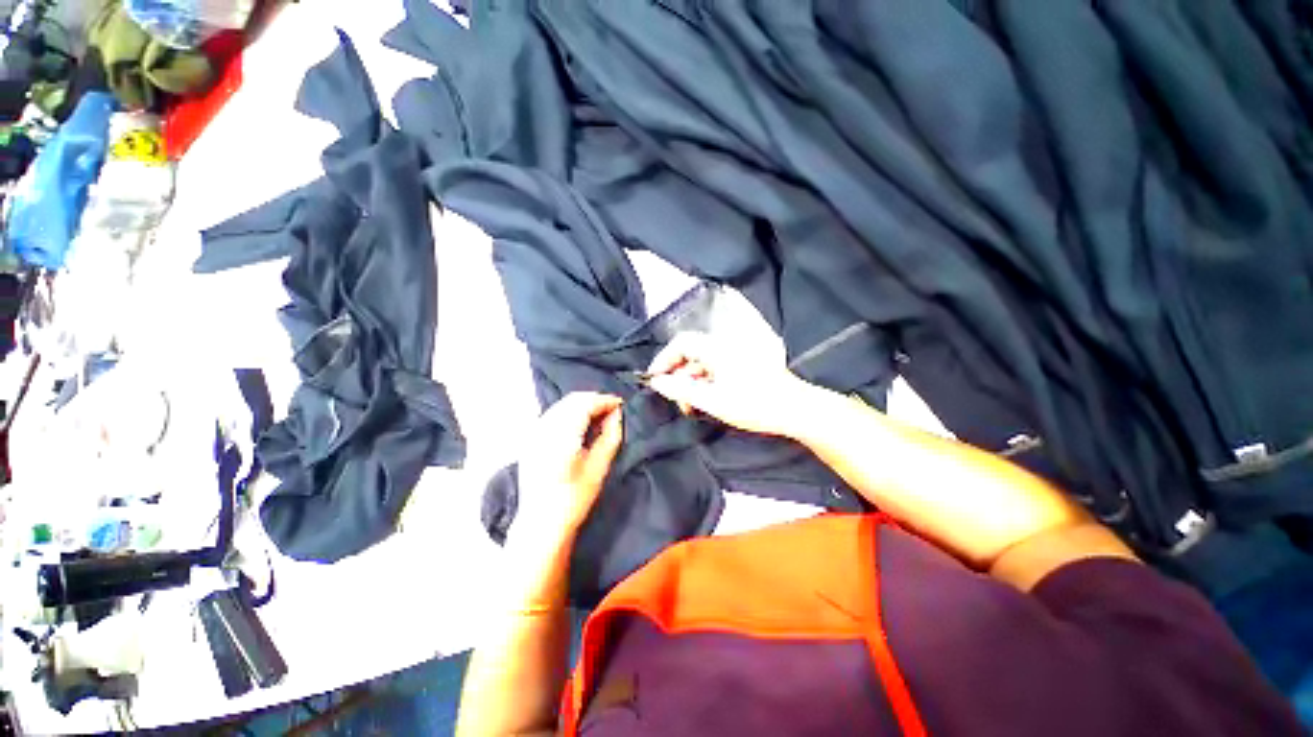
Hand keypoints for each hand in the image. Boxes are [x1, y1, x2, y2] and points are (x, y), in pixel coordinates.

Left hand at [512, 392, 623, 554]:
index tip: (620, 405)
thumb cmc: (574, 499)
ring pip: (561, 405)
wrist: (540, 523)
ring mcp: (534, 432)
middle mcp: (544, 428)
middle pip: (572, 400)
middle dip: (594, 400)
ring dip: (581, 405)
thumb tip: (617, 414)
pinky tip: (579, 424)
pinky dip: (569, 412)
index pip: (585, 403)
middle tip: (612, 410)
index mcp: (562, 436)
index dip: (604, 400)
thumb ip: (610, 436)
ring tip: (599, 416)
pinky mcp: (530, 439)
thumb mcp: (598, 468)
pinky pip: (552, 414)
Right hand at [646, 332, 815, 436]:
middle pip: (691, 353)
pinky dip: (705, 381)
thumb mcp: (712, 400)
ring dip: (691, 381)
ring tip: (690, 405)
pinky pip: (715, 368)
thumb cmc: (753, 405)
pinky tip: (706, 399)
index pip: (681, 343)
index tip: (655, 380)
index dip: (664, 359)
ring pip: (702, 362)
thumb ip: (681, 390)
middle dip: (678, 374)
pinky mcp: (741, 364)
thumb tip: (657, 382)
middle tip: (675, 398)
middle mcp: (724, 346)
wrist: (794, 409)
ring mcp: (734, 354)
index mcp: (716, 348)